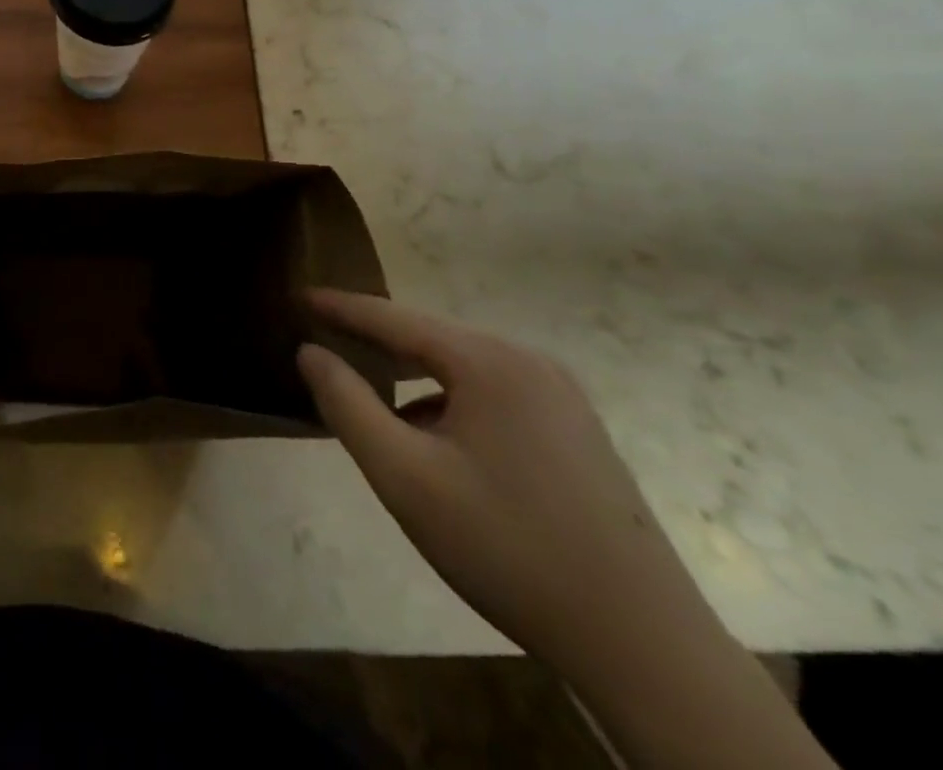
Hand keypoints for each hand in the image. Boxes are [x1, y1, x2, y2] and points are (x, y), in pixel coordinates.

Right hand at [296, 292, 721, 682]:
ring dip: (412, 377)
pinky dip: (449, 403)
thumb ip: (346, 405)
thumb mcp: (405, 477)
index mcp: (488, 362)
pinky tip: (434, 443)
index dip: (340, 307)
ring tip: (369, 394)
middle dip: (374, 341)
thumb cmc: (507, 549)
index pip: (393, 318)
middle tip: (322, 338)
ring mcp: (561, 398)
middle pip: (430, 339)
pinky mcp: (576, 433)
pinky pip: (492, 396)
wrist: (644, 647)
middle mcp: (529, 363)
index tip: (297, 295)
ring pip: (462, 370)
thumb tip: (309, 352)